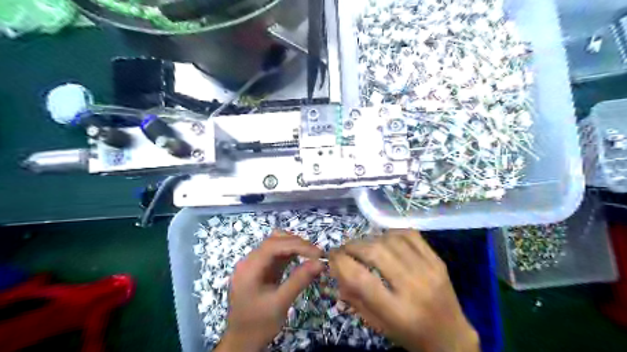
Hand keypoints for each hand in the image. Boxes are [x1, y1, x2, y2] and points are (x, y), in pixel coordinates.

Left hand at [217, 231, 322, 351]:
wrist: (241, 342)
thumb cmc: (258, 324)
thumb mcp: (280, 303)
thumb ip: (299, 280)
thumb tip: (320, 263)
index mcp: (249, 268)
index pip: (273, 245)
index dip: (297, 244)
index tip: (318, 253)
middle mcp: (249, 261)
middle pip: (274, 241)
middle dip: (297, 244)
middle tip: (317, 254)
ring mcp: (254, 264)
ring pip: (276, 244)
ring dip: (294, 246)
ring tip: (312, 255)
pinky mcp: (260, 269)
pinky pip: (276, 255)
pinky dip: (291, 254)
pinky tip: (303, 259)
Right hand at [330, 228, 478, 351]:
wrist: (451, 337)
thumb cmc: (409, 335)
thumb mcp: (377, 325)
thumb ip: (354, 297)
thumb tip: (336, 268)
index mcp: (397, 312)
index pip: (361, 279)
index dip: (341, 262)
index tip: (332, 257)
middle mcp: (414, 287)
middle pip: (375, 253)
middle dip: (353, 246)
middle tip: (345, 249)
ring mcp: (429, 270)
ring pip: (391, 240)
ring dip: (371, 239)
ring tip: (364, 247)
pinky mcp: (438, 260)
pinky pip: (410, 234)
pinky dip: (391, 233)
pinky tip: (384, 240)